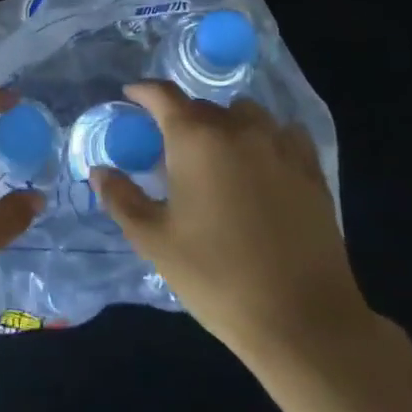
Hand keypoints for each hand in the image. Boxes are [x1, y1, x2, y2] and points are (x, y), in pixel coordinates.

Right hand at [93, 81, 374, 369]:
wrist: (303, 320)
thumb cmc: (217, 276)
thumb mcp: (155, 242)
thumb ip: (122, 199)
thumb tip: (100, 170)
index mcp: (195, 138)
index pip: (163, 95)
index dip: (143, 91)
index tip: (131, 95)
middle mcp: (238, 128)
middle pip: (202, 106)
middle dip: (182, 118)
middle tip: (171, 148)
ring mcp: (279, 146)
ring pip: (245, 114)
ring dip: (226, 123)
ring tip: (218, 154)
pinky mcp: (311, 170)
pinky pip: (284, 134)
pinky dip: (267, 138)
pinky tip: (263, 164)